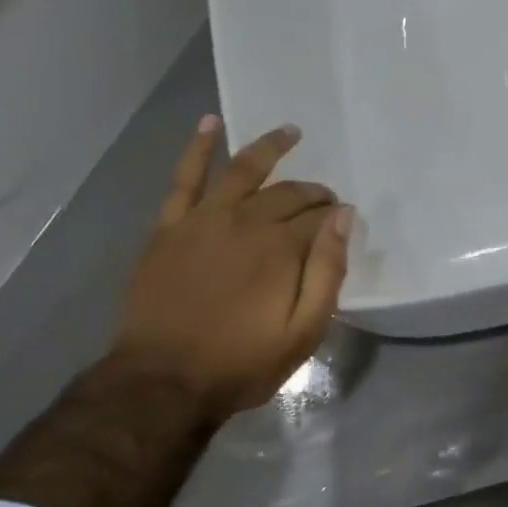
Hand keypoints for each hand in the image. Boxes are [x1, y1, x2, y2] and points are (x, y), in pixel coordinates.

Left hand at [111, 117, 350, 421]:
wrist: (163, 382)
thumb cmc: (242, 363)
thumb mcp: (304, 331)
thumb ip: (328, 271)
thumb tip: (344, 219)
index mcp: (280, 248)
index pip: (318, 217)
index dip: (335, 217)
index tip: (343, 223)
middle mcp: (244, 222)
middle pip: (286, 193)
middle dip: (312, 192)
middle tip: (325, 199)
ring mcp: (202, 220)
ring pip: (241, 171)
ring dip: (268, 148)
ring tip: (290, 132)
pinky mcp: (169, 228)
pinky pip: (184, 178)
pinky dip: (198, 148)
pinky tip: (210, 124)